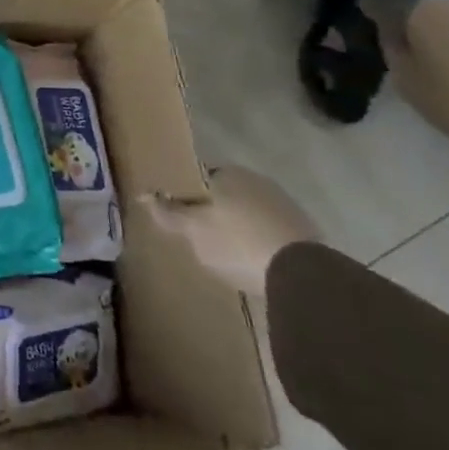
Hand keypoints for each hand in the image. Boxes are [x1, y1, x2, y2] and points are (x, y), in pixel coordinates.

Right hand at [149, 167, 318, 297]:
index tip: (179, 214)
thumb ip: (167, 212)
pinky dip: (259, 242)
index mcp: (229, 174)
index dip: (186, 194)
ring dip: (238, 227)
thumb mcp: (192, 230)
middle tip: (199, 235)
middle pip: (225, 194)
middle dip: (213, 211)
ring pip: (249, 212)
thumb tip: (143, 195)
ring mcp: (286, 205)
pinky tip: (252, 261)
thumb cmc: (236, 243)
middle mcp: (259, 181)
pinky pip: (269, 231)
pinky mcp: (305, 231)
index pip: (198, 176)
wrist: (302, 276)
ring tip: (226, 252)